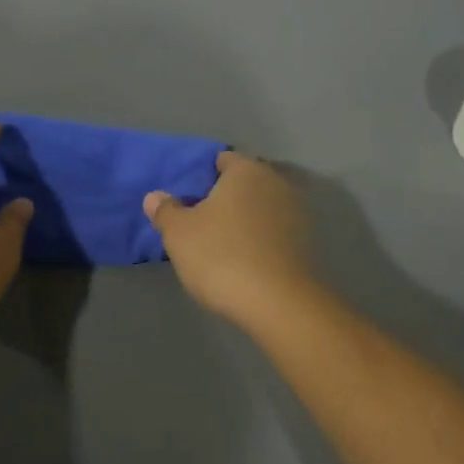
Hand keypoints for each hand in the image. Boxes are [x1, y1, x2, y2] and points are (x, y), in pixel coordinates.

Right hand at [143, 152, 317, 325]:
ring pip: (262, 207)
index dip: (203, 177)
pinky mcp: (307, 241)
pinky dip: (262, 239)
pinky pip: (276, 231)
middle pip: (245, 182)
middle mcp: (276, 182)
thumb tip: (155, 196)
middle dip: (225, 197)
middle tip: (201, 222)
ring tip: (223, 244)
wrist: (278, 304)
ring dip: (246, 219)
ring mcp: (297, 211)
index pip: (222, 160)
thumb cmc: (221, 256)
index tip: (188, 201)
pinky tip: (247, 260)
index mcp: (246, 170)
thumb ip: (166, 210)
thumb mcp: (179, 233)